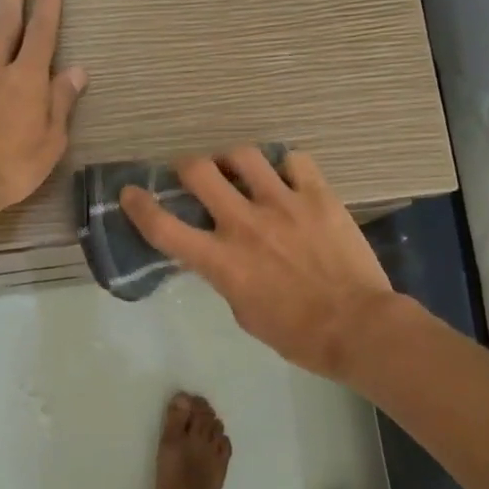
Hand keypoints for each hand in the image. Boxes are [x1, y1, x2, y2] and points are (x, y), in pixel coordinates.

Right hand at [120, 148, 393, 379]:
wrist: (358, 327)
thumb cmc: (297, 334)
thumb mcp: (244, 312)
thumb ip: (225, 276)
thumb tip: (222, 255)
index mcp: (221, 260)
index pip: (163, 227)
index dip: (139, 206)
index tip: (130, 193)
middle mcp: (244, 224)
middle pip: (198, 171)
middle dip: (187, 167)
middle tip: (194, 175)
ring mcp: (283, 204)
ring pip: (243, 155)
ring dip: (232, 160)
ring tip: (240, 170)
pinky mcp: (318, 196)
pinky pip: (295, 160)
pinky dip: (285, 166)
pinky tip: (288, 178)